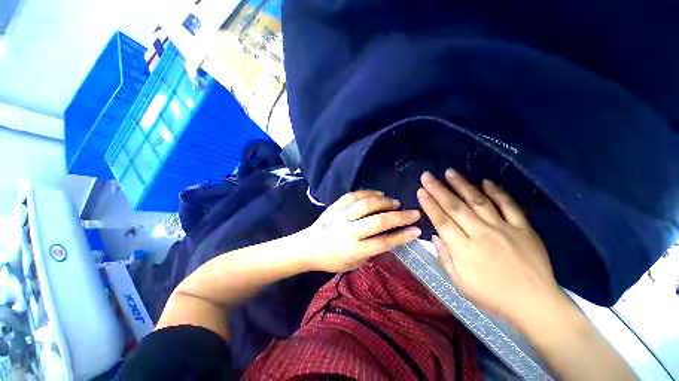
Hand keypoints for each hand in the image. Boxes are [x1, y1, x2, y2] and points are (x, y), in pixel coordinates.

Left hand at [300, 190, 421, 272]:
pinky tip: (377, 193)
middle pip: (378, 221)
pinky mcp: (334, 207)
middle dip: (399, 216)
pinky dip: (367, 193)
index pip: (383, 242)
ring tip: (395, 202)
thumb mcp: (352, 264)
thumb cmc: (330, 260)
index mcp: (353, 250)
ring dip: (384, 202)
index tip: (416, 229)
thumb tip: (387, 240)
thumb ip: (370, 252)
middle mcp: (348, 232)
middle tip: (413, 212)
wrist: (307, 247)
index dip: (402, 236)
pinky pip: (352, 196)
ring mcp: (340, 217)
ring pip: (366, 205)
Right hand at [417, 169, 561, 322]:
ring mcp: (504, 228)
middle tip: (427, 176)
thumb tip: (435, 236)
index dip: (429, 204)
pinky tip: (486, 181)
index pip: (442, 221)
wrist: (534, 303)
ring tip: (450, 172)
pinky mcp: (523, 228)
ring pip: (478, 201)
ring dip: (462, 185)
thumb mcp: (459, 283)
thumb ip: (445, 258)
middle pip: (455, 207)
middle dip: (438, 189)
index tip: (420, 190)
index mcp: (464, 250)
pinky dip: (497, 192)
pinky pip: (509, 205)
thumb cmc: (492, 296)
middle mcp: (481, 234)